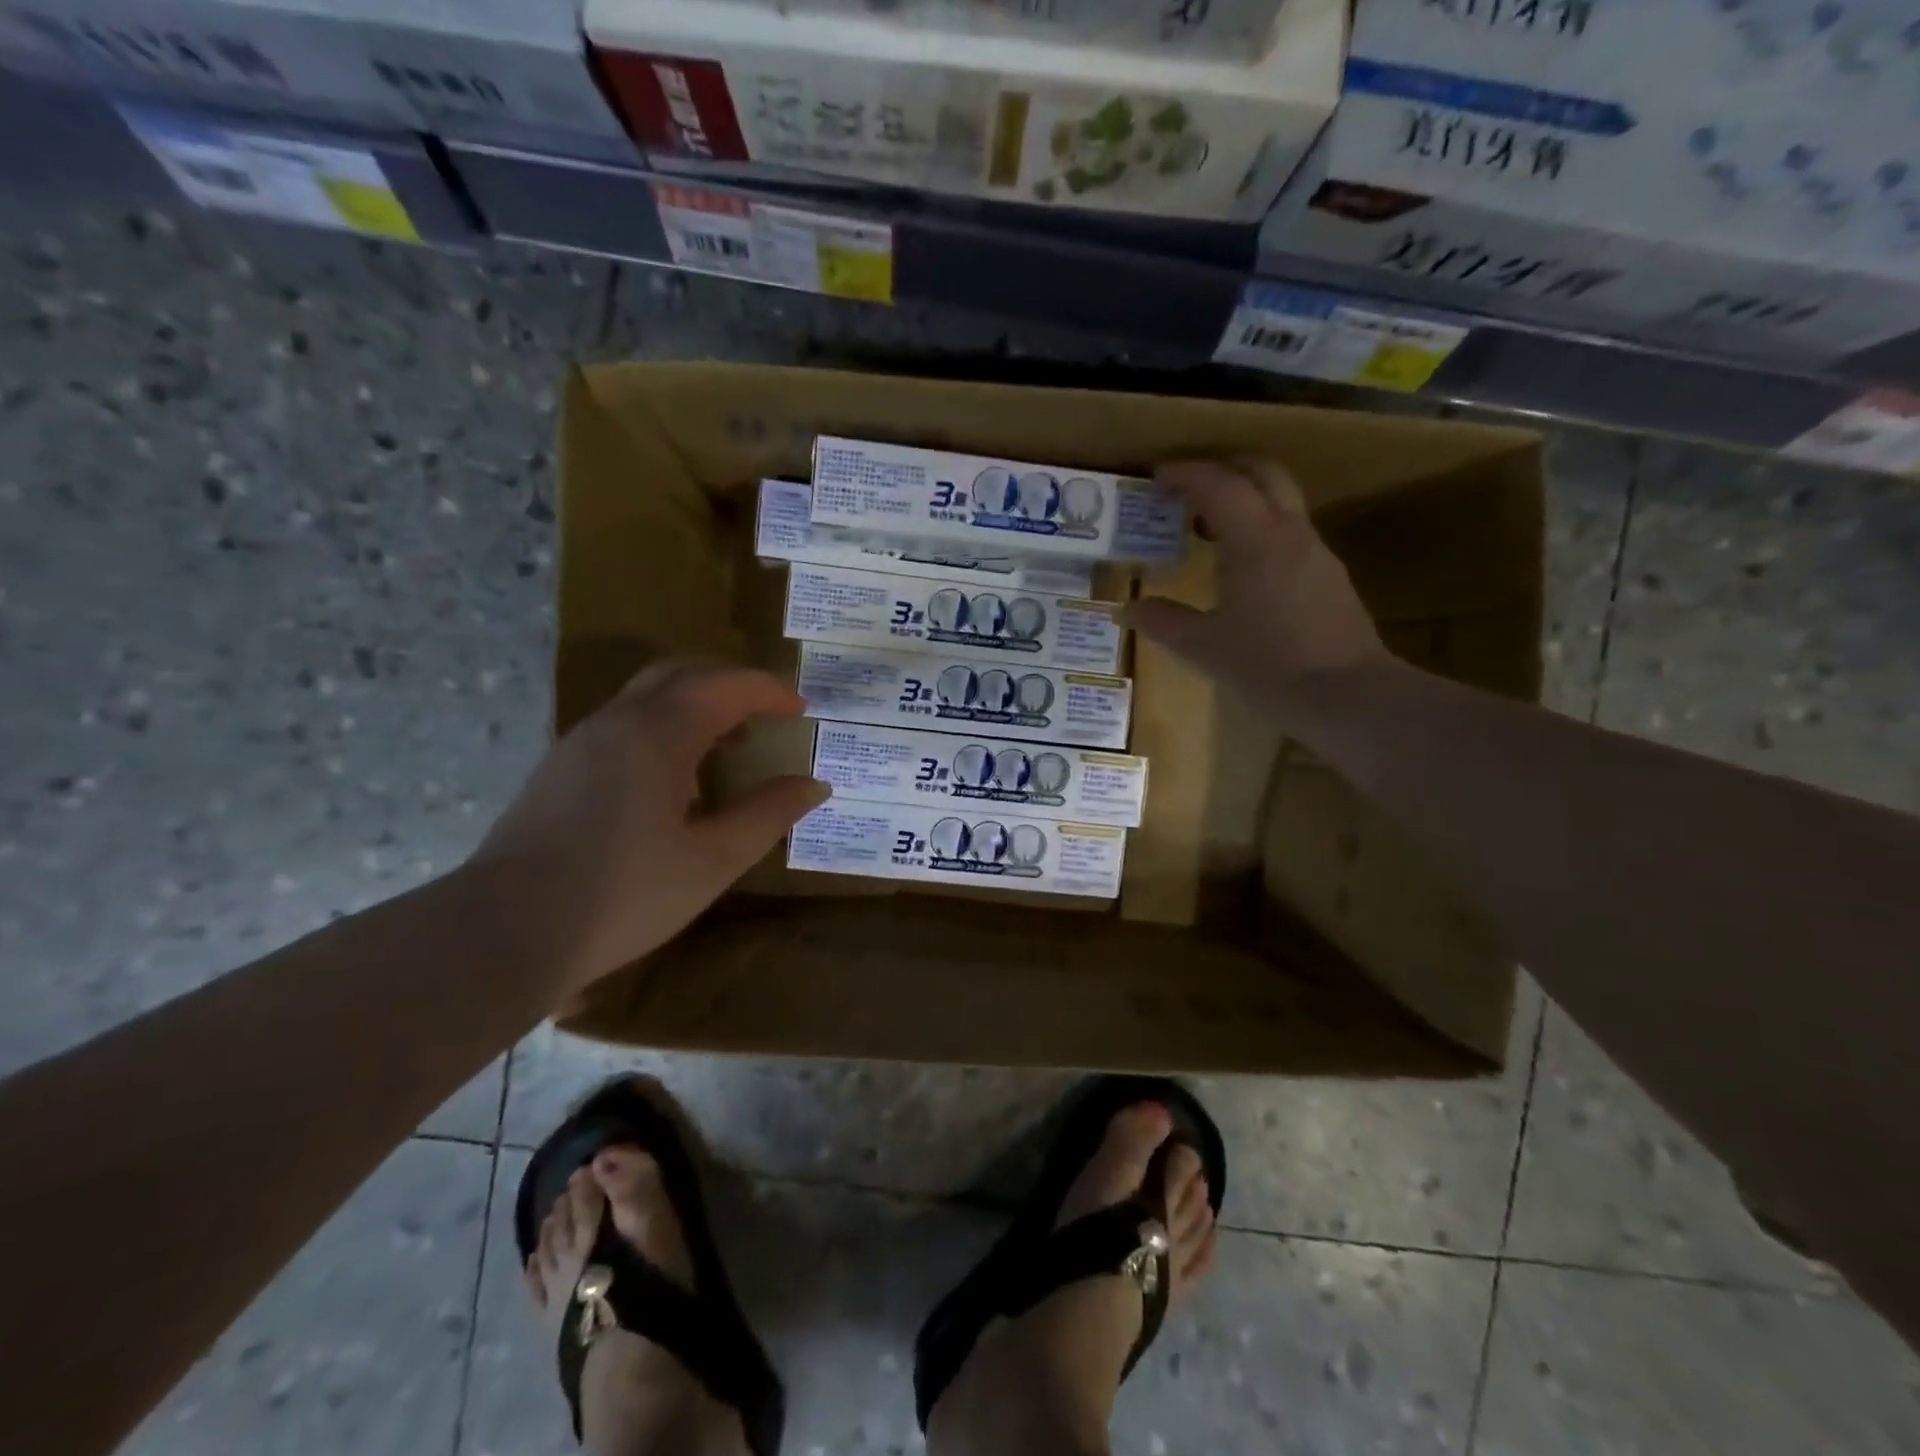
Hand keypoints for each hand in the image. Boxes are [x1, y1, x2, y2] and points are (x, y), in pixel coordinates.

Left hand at [464, 658, 828, 996]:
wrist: (503, 933)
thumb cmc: (624, 895)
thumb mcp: (713, 860)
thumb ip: (768, 814)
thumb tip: (814, 785)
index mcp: (659, 734)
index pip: (726, 686)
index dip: (770, 690)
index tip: (801, 709)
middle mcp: (617, 721)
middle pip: (682, 672)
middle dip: (731, 682)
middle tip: (767, 712)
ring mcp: (581, 740)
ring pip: (648, 694)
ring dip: (697, 703)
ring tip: (729, 746)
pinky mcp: (560, 766)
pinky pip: (624, 721)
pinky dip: (665, 724)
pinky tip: (676, 778)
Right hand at [1126, 459, 1388, 715]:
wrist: (1347, 696)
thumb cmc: (1268, 665)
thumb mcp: (1203, 647)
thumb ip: (1163, 622)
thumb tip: (1127, 610)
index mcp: (1255, 539)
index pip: (1218, 484)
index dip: (1185, 474)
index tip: (1156, 479)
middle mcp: (1290, 532)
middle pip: (1262, 472)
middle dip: (1223, 468)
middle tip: (1187, 488)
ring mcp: (1316, 552)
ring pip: (1281, 501)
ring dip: (1244, 500)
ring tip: (1207, 530)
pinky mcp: (1329, 576)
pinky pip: (1290, 532)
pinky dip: (1260, 530)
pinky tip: (1242, 568)